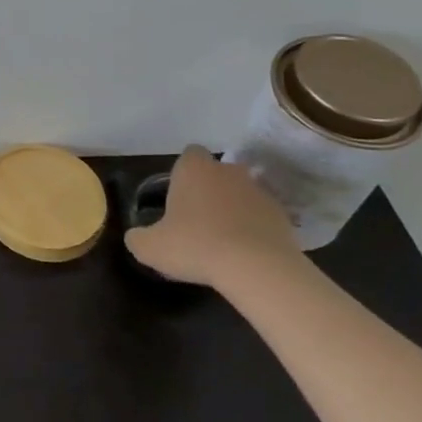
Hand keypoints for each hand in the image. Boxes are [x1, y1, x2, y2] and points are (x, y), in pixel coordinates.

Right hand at [124, 145, 301, 287]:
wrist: (257, 268)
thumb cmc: (195, 245)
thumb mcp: (150, 247)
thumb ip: (138, 237)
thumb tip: (137, 236)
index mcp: (194, 169)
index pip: (190, 154)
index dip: (184, 172)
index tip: (179, 194)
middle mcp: (228, 171)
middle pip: (219, 172)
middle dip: (211, 188)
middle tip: (199, 217)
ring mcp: (260, 192)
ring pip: (243, 193)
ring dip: (235, 208)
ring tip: (224, 238)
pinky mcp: (284, 216)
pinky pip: (263, 216)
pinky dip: (255, 228)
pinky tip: (246, 252)